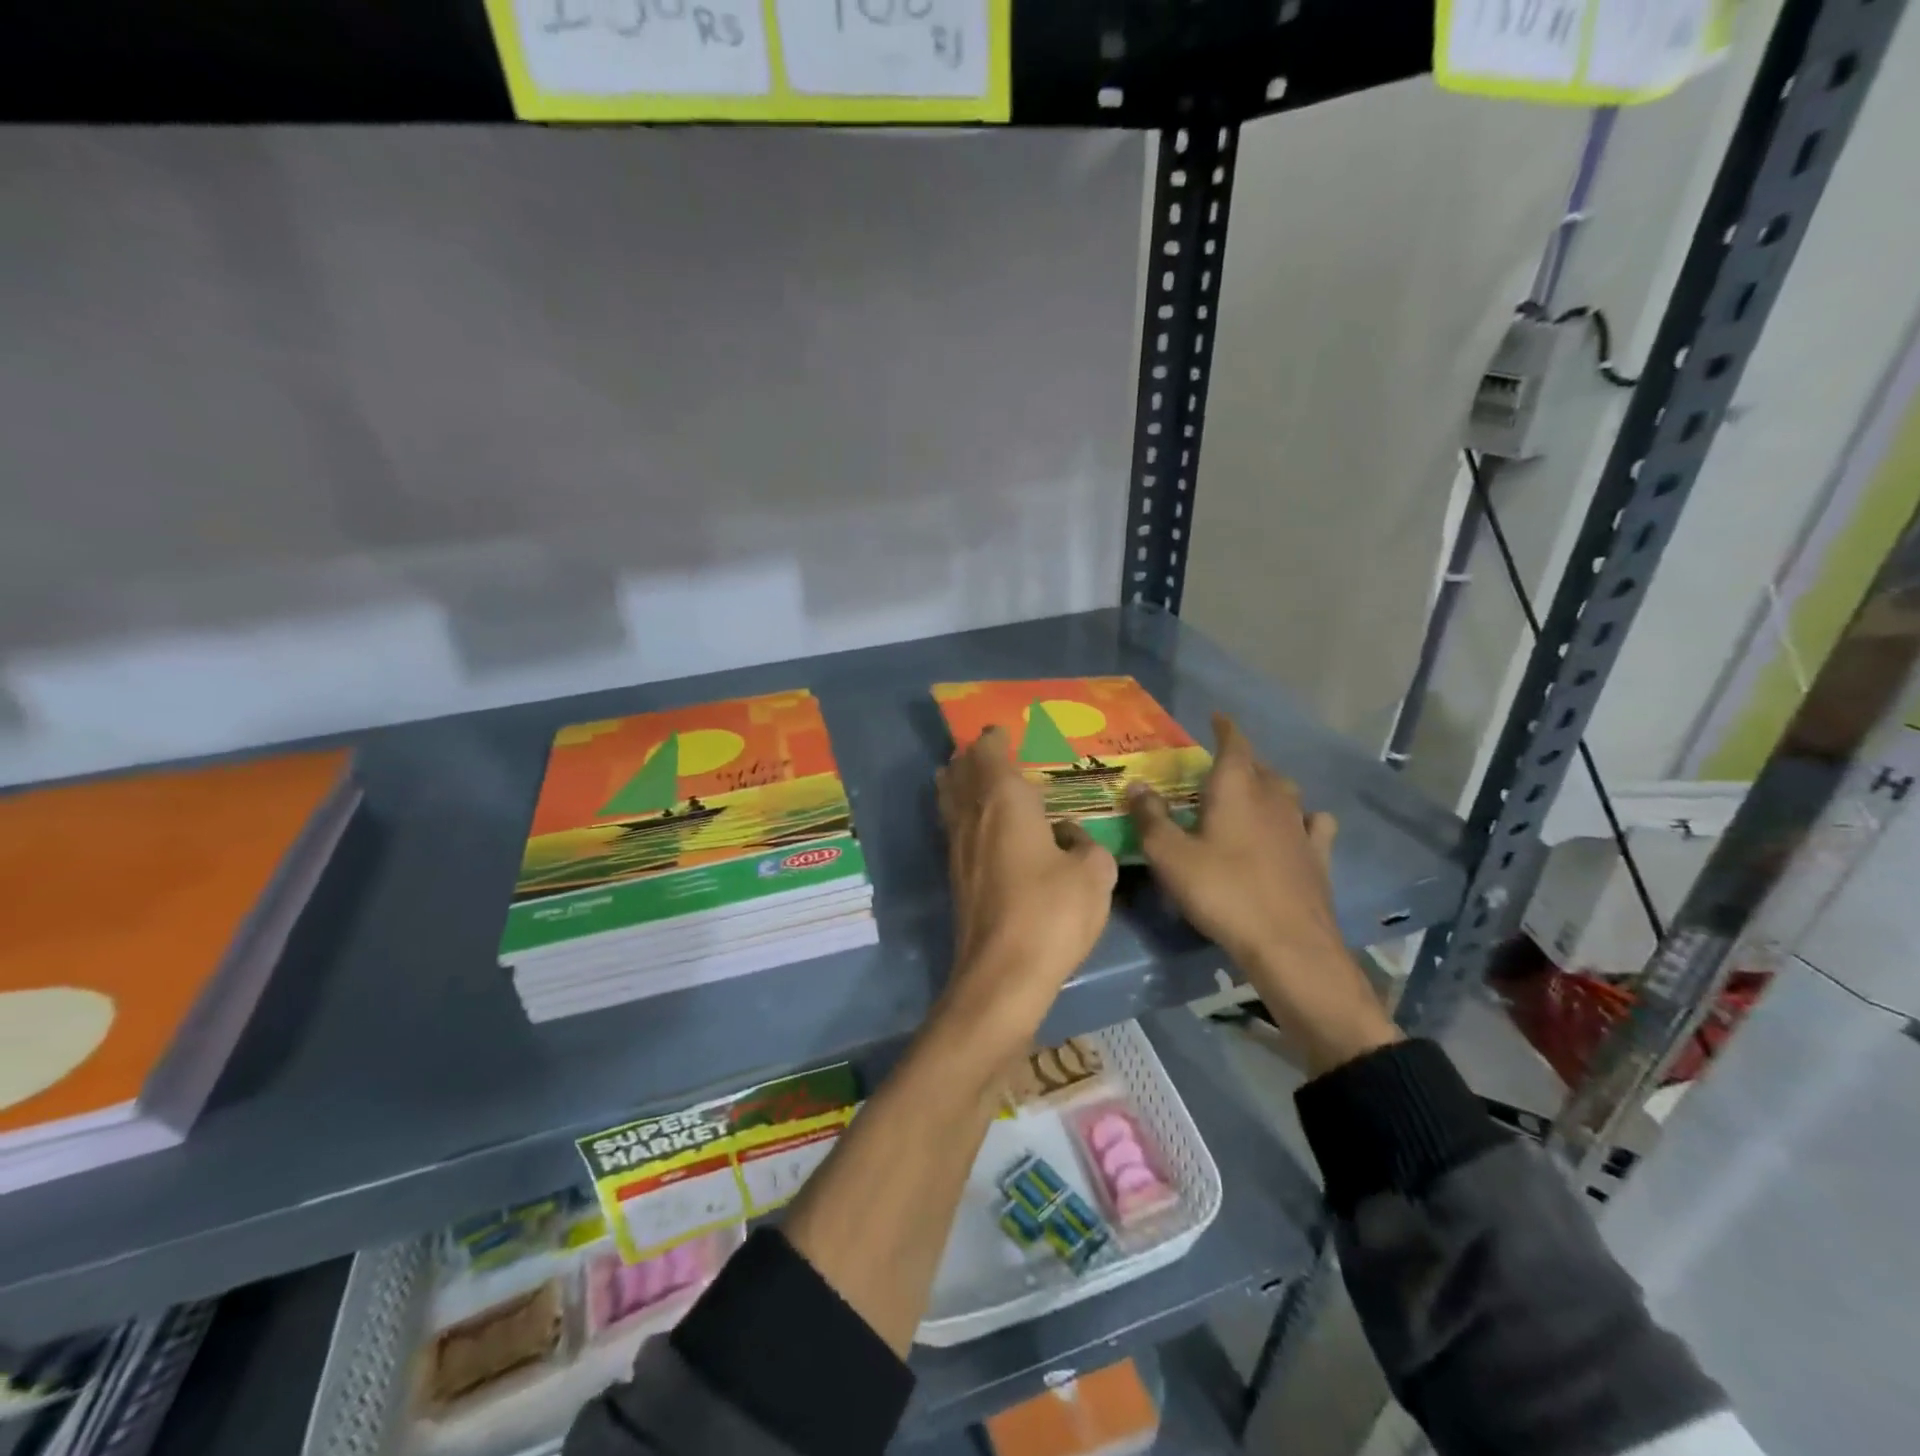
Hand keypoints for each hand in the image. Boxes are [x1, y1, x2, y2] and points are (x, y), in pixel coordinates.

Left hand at [936, 726, 1117, 1052]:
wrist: (1002, 973)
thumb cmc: (1052, 914)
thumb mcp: (1094, 875)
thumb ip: (1087, 845)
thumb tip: (1071, 836)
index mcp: (1005, 801)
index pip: (991, 754)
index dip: (994, 739)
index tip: (1002, 731)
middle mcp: (973, 815)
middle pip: (961, 772)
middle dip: (970, 756)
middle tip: (986, 749)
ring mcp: (957, 846)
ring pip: (948, 798)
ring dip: (957, 781)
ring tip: (969, 775)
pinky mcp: (954, 875)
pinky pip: (952, 826)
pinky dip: (959, 811)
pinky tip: (976, 824)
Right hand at [1129, 714, 1398, 1075]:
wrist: (1287, 943)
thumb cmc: (1222, 892)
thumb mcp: (1170, 856)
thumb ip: (1150, 818)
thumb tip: (1136, 786)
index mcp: (1236, 789)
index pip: (1234, 744)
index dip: (1224, 728)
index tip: (1216, 717)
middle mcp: (1273, 798)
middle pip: (1259, 766)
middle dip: (1241, 760)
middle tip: (1219, 766)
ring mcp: (1301, 827)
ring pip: (1286, 792)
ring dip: (1269, 786)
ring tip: (1252, 794)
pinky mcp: (1319, 857)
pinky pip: (1314, 825)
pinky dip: (1304, 819)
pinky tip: (1299, 828)